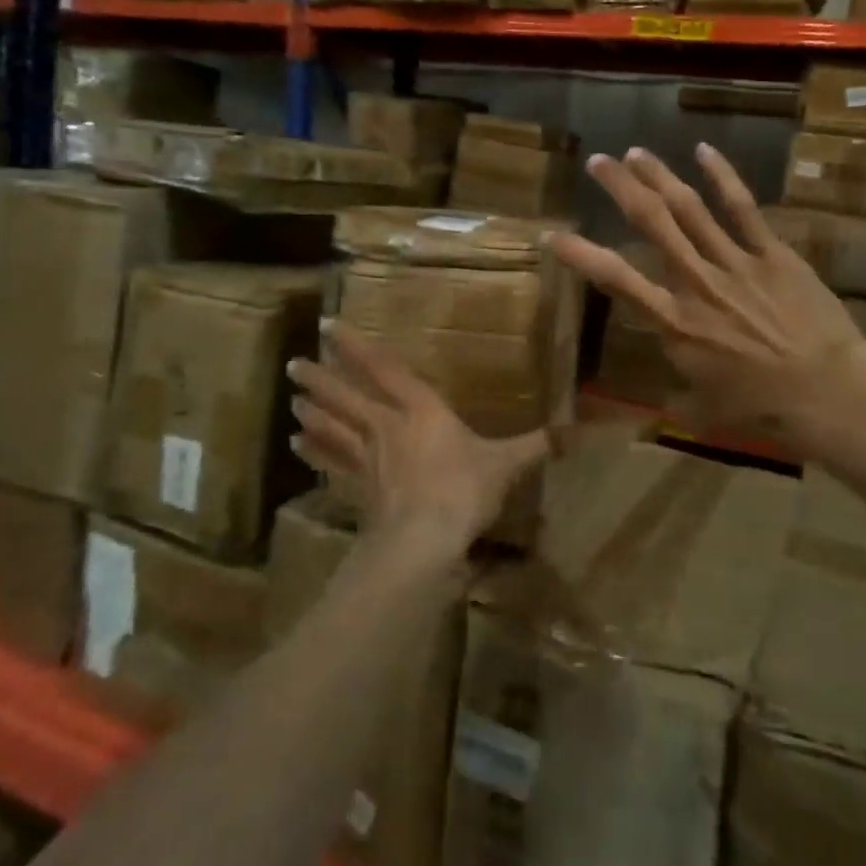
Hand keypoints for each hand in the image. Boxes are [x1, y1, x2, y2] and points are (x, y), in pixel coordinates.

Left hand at [287, 323, 549, 559]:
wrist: (425, 540)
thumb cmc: (464, 490)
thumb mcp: (505, 464)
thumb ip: (534, 446)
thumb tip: (573, 431)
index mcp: (422, 410)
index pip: (385, 370)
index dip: (357, 347)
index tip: (328, 325)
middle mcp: (388, 427)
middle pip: (348, 397)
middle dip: (321, 378)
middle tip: (294, 364)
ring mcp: (368, 458)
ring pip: (334, 427)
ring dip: (313, 411)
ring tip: (293, 399)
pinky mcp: (359, 488)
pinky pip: (332, 464)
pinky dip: (315, 452)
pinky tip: (296, 444)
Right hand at [549, 144, 865, 452]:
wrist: (828, 392)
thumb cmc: (762, 409)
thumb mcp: (703, 411)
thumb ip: (675, 398)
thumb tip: (659, 404)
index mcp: (674, 322)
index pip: (615, 278)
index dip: (580, 254)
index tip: (553, 234)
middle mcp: (695, 282)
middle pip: (651, 223)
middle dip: (621, 188)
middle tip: (599, 162)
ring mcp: (734, 262)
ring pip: (688, 207)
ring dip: (659, 176)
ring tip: (636, 152)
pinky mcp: (772, 253)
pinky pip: (742, 207)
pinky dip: (722, 176)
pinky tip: (703, 150)